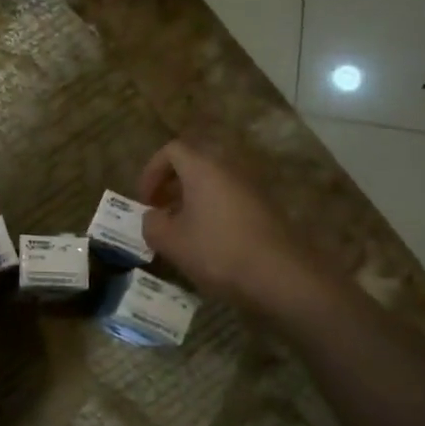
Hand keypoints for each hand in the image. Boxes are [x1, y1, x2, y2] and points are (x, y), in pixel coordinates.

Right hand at [138, 139, 333, 314]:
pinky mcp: (265, 208)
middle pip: (194, 164)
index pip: (172, 150)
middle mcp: (229, 169)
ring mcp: (251, 188)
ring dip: (191, 200)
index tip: (145, 200)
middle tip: (159, 211)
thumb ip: (151, 224)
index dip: (151, 171)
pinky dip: (212, 211)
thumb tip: (153, 217)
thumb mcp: (170, 241)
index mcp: (203, 169)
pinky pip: (229, 199)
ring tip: (180, 230)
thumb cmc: (217, 251)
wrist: (279, 275)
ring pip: (213, 183)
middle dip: (171, 185)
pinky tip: (207, 242)